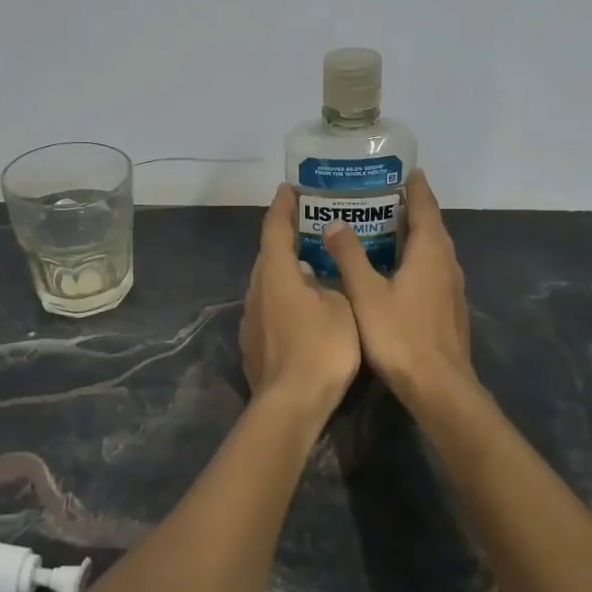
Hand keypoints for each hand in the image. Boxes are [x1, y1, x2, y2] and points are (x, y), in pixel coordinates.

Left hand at [241, 185, 361, 409]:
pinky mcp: (251, 343)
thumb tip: (315, 273)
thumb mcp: (341, 307)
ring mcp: (250, 318)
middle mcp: (256, 290)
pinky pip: (267, 308)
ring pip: (267, 284)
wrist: (292, 403)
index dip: (283, 206)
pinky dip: (283, 299)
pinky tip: (302, 308)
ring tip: (310, 267)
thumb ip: (328, 282)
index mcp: (276, 273)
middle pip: (268, 255)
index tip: (289, 189)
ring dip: (285, 271)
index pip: (275, 228)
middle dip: (285, 238)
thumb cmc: (322, 348)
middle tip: (310, 227)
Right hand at [322, 170, 474, 405]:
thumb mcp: (366, 293)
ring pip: (431, 248)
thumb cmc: (400, 335)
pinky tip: (391, 268)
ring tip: (380, 227)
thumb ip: (350, 256)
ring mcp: (451, 286)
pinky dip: (413, 257)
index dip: (414, 185)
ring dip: (411, 234)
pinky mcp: (448, 306)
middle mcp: (446, 261)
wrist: (439, 386)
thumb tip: (335, 223)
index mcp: (430, 251)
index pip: (425, 205)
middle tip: (376, 196)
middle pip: (430, 224)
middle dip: (408, 207)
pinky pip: (431, 268)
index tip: (400, 169)